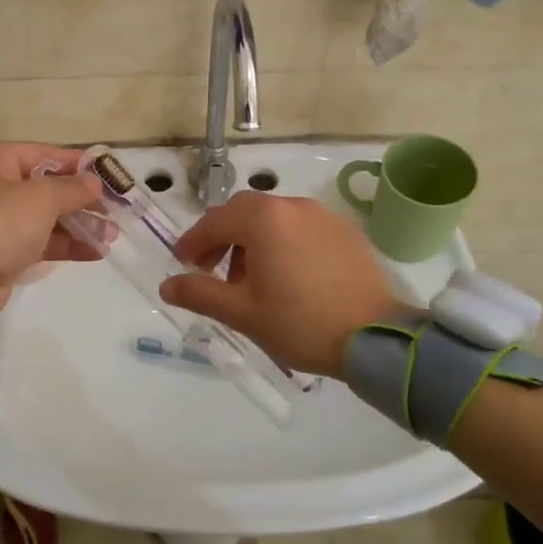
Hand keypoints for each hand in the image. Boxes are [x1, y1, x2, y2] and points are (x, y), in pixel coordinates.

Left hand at [0, 143, 102, 320]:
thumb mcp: (42, 197)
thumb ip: (74, 187)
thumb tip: (95, 183)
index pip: (44, 154)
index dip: (77, 164)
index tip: (109, 174)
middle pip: (47, 187)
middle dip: (83, 200)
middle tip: (116, 209)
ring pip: (48, 217)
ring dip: (81, 225)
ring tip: (113, 235)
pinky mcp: (5, 251)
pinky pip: (43, 242)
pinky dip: (68, 244)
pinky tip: (97, 251)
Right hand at [159, 192, 408, 376]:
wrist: (375, 337)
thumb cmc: (300, 323)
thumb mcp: (243, 313)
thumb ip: (200, 294)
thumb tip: (167, 286)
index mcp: (264, 220)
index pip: (214, 221)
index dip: (193, 242)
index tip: (183, 264)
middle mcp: (292, 206)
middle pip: (244, 212)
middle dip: (222, 238)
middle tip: (213, 270)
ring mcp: (323, 216)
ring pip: (274, 219)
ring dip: (253, 241)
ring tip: (252, 280)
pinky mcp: (344, 232)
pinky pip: (301, 228)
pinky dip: (282, 243)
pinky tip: (288, 276)